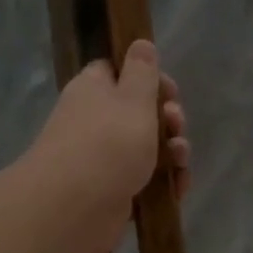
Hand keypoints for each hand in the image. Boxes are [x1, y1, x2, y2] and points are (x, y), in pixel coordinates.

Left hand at [22, 42, 189, 252]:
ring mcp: (100, 158)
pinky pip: (143, 181)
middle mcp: (93, 121)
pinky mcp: (110, 191)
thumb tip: (140, 43)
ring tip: (180, 162)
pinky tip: (178, 189)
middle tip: (175, 127)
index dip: (148, 79)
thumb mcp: (133, 99)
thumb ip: (142, 72)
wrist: (73, 209)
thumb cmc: (107, 144)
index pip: (117, 72)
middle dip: (166, 120)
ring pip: (145, 149)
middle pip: (138, 113)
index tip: (169, 92)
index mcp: (93, 90)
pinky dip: (162, 183)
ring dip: (171, 153)